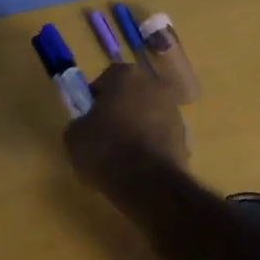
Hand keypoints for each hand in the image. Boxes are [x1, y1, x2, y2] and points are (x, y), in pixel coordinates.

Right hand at [64, 64, 188, 193]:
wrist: (149, 183)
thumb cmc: (106, 149)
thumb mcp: (74, 136)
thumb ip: (79, 123)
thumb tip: (85, 126)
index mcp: (126, 76)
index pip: (106, 79)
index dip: (94, 99)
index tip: (87, 119)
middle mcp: (155, 85)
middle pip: (131, 95)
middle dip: (118, 111)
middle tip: (102, 135)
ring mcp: (174, 111)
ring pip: (147, 115)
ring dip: (136, 128)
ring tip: (120, 155)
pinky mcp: (185, 137)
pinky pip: (159, 137)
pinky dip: (150, 146)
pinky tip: (137, 166)